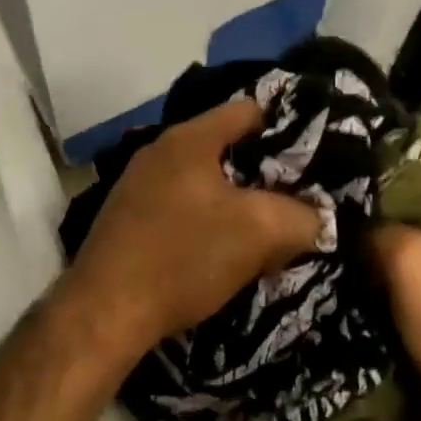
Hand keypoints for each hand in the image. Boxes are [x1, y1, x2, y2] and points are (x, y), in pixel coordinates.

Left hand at [61, 99, 320, 360]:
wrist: (105, 311)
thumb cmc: (183, 257)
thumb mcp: (259, 232)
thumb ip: (301, 216)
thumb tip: (316, 217)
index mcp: (189, 139)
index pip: (249, 110)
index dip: (288, 128)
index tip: (315, 157)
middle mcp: (159, 151)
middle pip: (226, 147)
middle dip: (264, 172)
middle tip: (297, 199)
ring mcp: (137, 184)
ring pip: (204, 181)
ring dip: (235, 202)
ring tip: (265, 229)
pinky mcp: (127, 218)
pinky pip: (180, 206)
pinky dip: (206, 221)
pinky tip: (221, 250)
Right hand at [370, 168, 420, 420]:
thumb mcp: (409, 262)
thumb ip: (379, 227)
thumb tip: (358, 222)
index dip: (387, 179)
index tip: (347, 190)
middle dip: (389, 218)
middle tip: (344, 223)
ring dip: (396, 251)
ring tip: (353, 253)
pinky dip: (412, 279)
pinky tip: (379, 286)